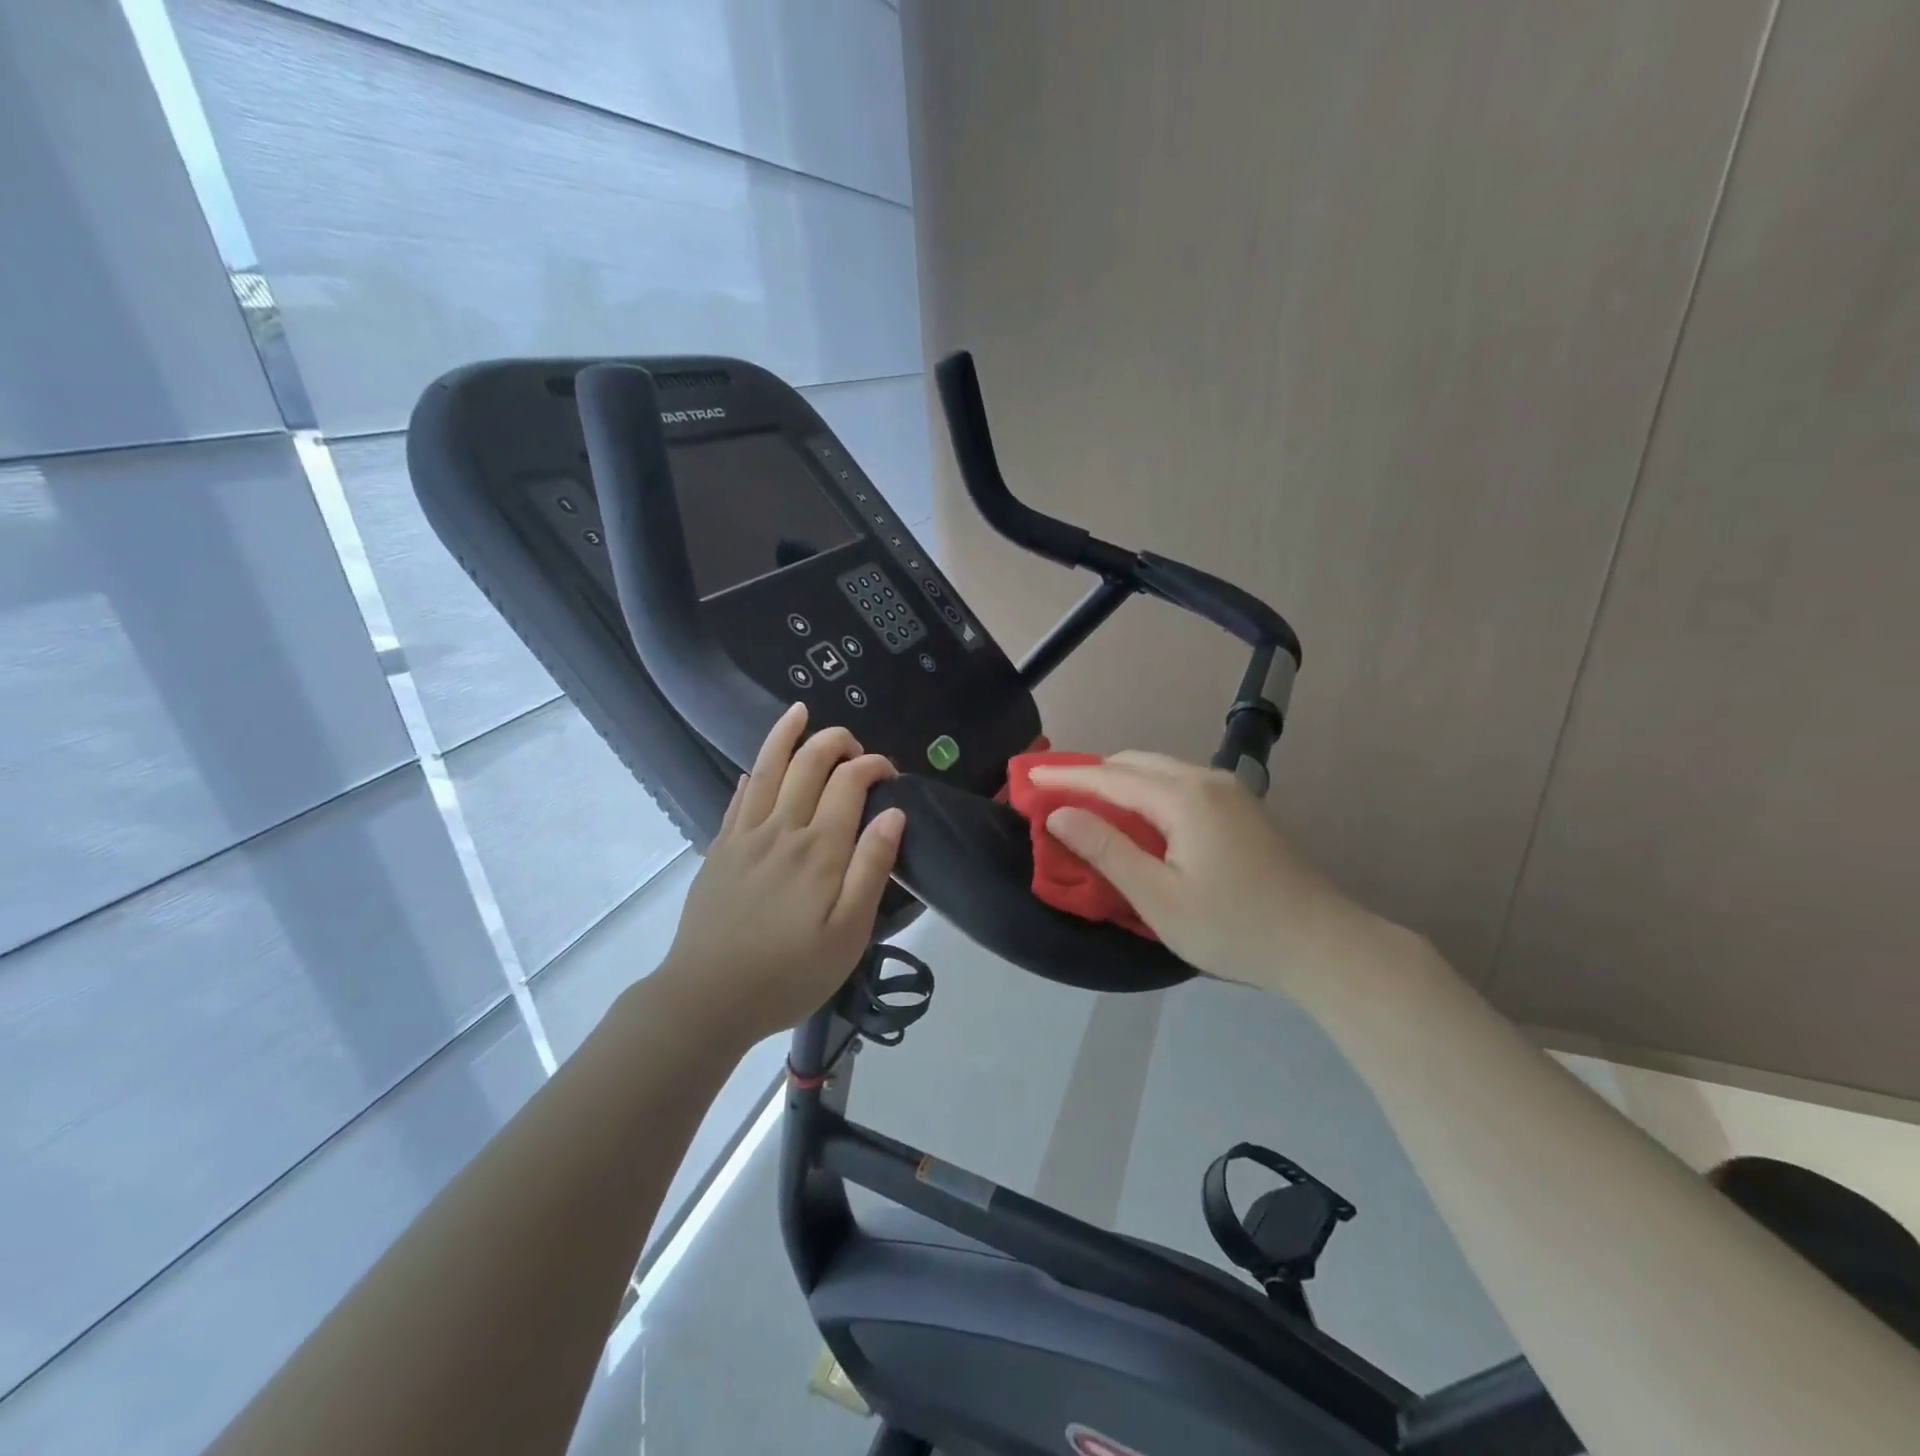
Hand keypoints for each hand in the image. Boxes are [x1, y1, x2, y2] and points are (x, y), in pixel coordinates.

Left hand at [659, 703, 904, 1042]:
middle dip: (835, 742)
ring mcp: (745, 836)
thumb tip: (894, 814)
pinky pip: (737, 798)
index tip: (889, 772)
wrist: (707, 999)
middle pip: (808, 764)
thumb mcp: (848, 934)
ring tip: (799, 713)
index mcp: (820, 849)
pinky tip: (756, 768)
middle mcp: (782, 829)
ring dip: (786, 736)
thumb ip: (872, 869)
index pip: (849, 783)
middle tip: (854, 745)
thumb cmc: (789, 973)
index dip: (872, 765)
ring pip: (767, 769)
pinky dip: (752, 774)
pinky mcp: (720, 850)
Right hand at [1029, 751, 1377, 992]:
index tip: (1026, 779)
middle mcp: (1206, 780)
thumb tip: (1058, 815)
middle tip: (1053, 795)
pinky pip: (1178, 785)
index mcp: (1183, 797)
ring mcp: (1229, 792)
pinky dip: (1145, 792)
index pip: (1109, 776)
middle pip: (1134, 763)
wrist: (1322, 945)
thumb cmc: (1233, 926)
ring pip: (1158, 771)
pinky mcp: (1241, 809)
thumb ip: (1106, 850)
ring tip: (1086, 806)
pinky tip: (1135, 818)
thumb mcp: (1158, 897)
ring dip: (1118, 782)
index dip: (1065, 777)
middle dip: (1090, 774)